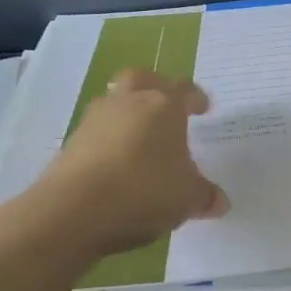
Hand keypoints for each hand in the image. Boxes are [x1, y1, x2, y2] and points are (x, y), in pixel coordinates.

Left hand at [34, 68, 228, 255]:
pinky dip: (109, 143)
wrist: (72, 211)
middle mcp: (128, 103)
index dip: (196, 98)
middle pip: (141, 79)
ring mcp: (94, 121)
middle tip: (166, 105)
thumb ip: (205, 196)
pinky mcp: (70, 144)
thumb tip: (219, 202)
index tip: (203, 108)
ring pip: (114, 104)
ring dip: (127, 115)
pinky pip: (96, 134)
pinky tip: (119, 167)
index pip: (185, 89)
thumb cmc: (145, 191)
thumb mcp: (188, 198)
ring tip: (141, 142)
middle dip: (155, 87)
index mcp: (164, 106)